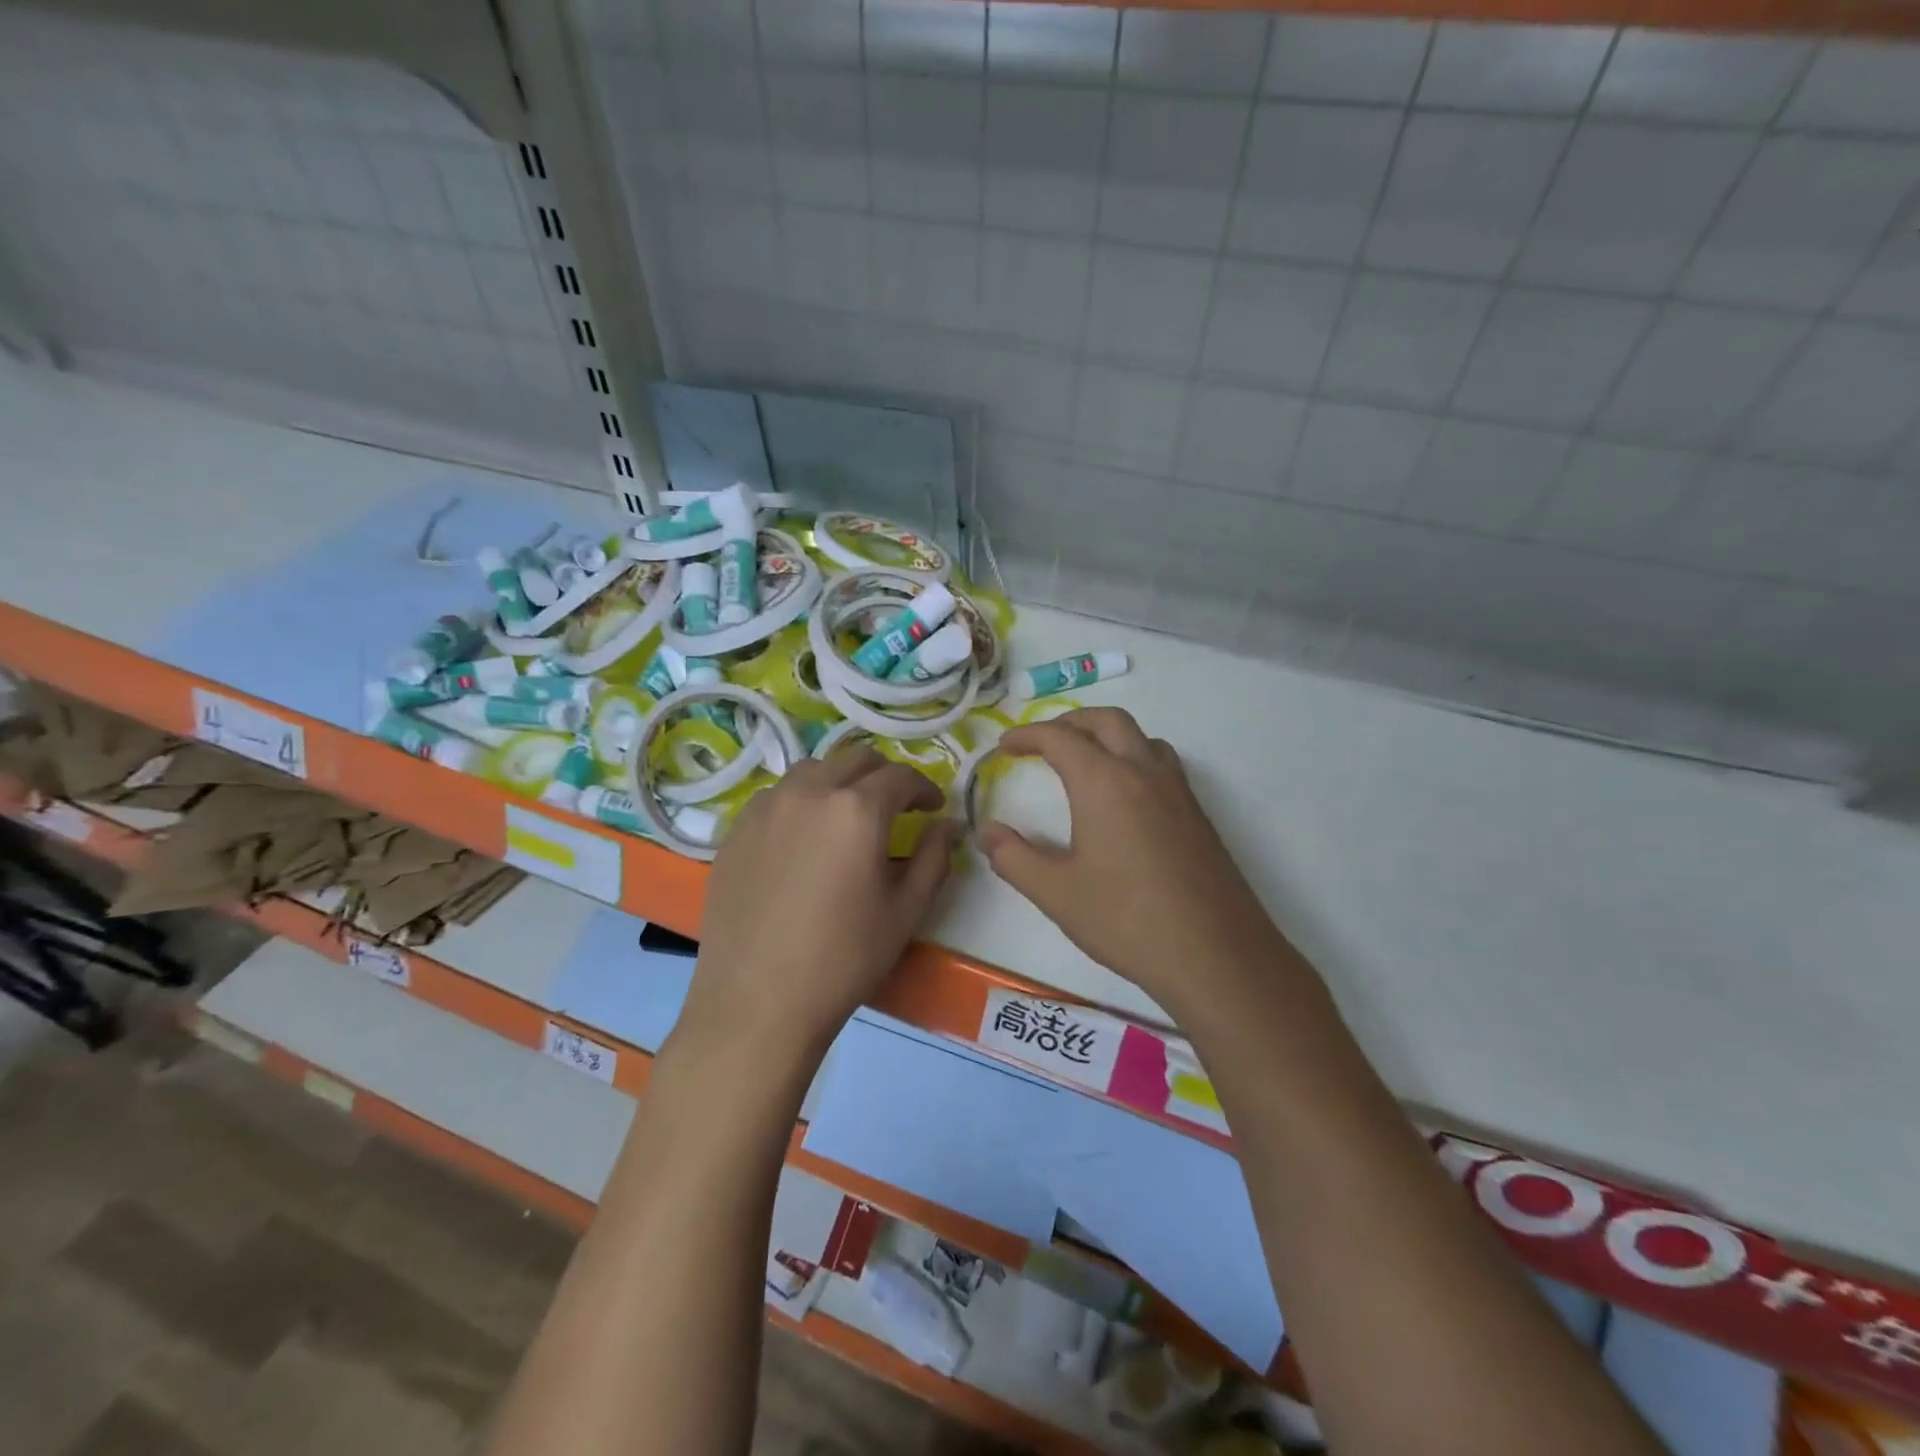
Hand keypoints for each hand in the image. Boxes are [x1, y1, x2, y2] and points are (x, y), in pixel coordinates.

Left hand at [680, 746, 963, 1061]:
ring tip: (847, 816)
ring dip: (840, 781)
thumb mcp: (905, 911)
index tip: (934, 808)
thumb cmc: (843, 960)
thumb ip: (934, 857)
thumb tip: (948, 824)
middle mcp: (809, 792)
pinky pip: (777, 795)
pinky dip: (802, 800)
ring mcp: (765, 807)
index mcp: (856, 810)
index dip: (925, 788)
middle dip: (884, 776)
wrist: (756, 1002)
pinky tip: (804, 837)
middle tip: (896, 808)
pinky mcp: (735, 829)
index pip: (901, 776)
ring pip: (812, 770)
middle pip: (855, 758)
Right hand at [978, 708, 1285, 1014]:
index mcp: (1104, 782)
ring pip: (1141, 738)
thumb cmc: (1126, 920)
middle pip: (1107, 721)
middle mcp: (1143, 772)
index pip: (1059, 738)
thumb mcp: (1056, 893)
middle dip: (1070, 721)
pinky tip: (1125, 797)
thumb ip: (1013, 857)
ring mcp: (1178, 791)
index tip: (1004, 747)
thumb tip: (985, 831)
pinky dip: (1134, 758)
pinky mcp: (1198, 814)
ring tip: (1086, 761)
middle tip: (1043, 742)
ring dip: (1108, 735)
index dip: (1027, 735)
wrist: (1214, 954)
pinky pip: (1162, 764)